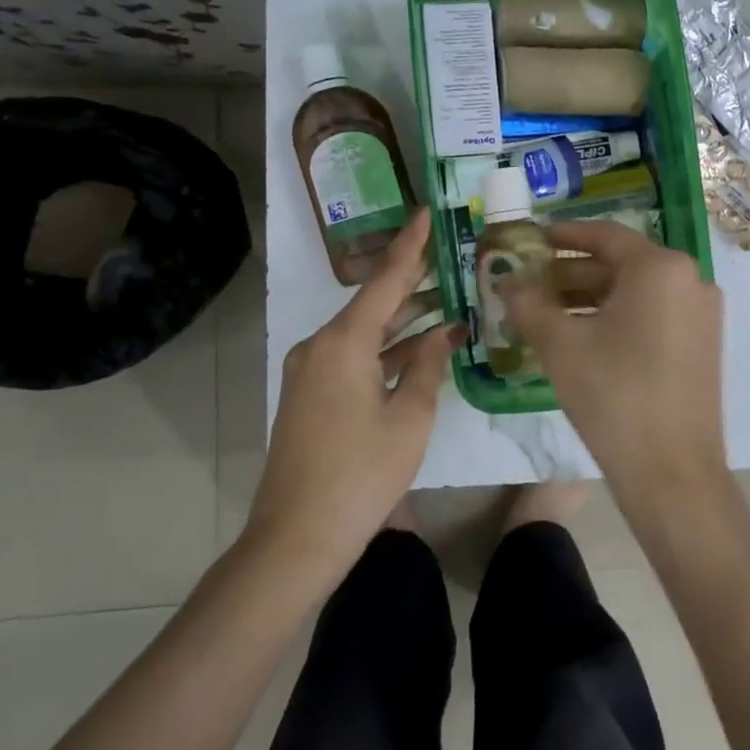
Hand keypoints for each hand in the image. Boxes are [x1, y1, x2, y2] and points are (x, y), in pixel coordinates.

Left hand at [245, 208, 455, 582]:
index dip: (409, 245)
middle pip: (374, 303)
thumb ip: (429, 365)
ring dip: (404, 320)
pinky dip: (387, 350)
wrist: (298, 537)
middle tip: (451, 256)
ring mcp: (312, 371)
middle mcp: (321, 346)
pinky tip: (422, 348)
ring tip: (448, 299)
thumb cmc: (362, 473)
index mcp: (343, 342)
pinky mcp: (312, 395)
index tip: (425, 212)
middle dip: (413, 281)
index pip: (385, 280)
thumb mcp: (410, 417)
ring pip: (366, 332)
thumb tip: (447, 331)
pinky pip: (355, 356)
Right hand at [499, 222, 729, 528]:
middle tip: (529, 283)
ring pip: (637, 292)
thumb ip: (529, 303)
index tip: (531, 239)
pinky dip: (618, 317)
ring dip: (591, 298)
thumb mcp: (561, 346)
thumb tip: (508, 281)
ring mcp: (702, 314)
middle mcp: (690, 280)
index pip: (605, 236)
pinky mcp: (703, 344)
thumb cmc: (614, 396)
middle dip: (571, 273)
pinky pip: (654, 315)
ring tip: (546, 313)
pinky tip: (582, 336)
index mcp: (661, 268)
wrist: (672, 472)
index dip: (563, 235)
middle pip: (622, 264)